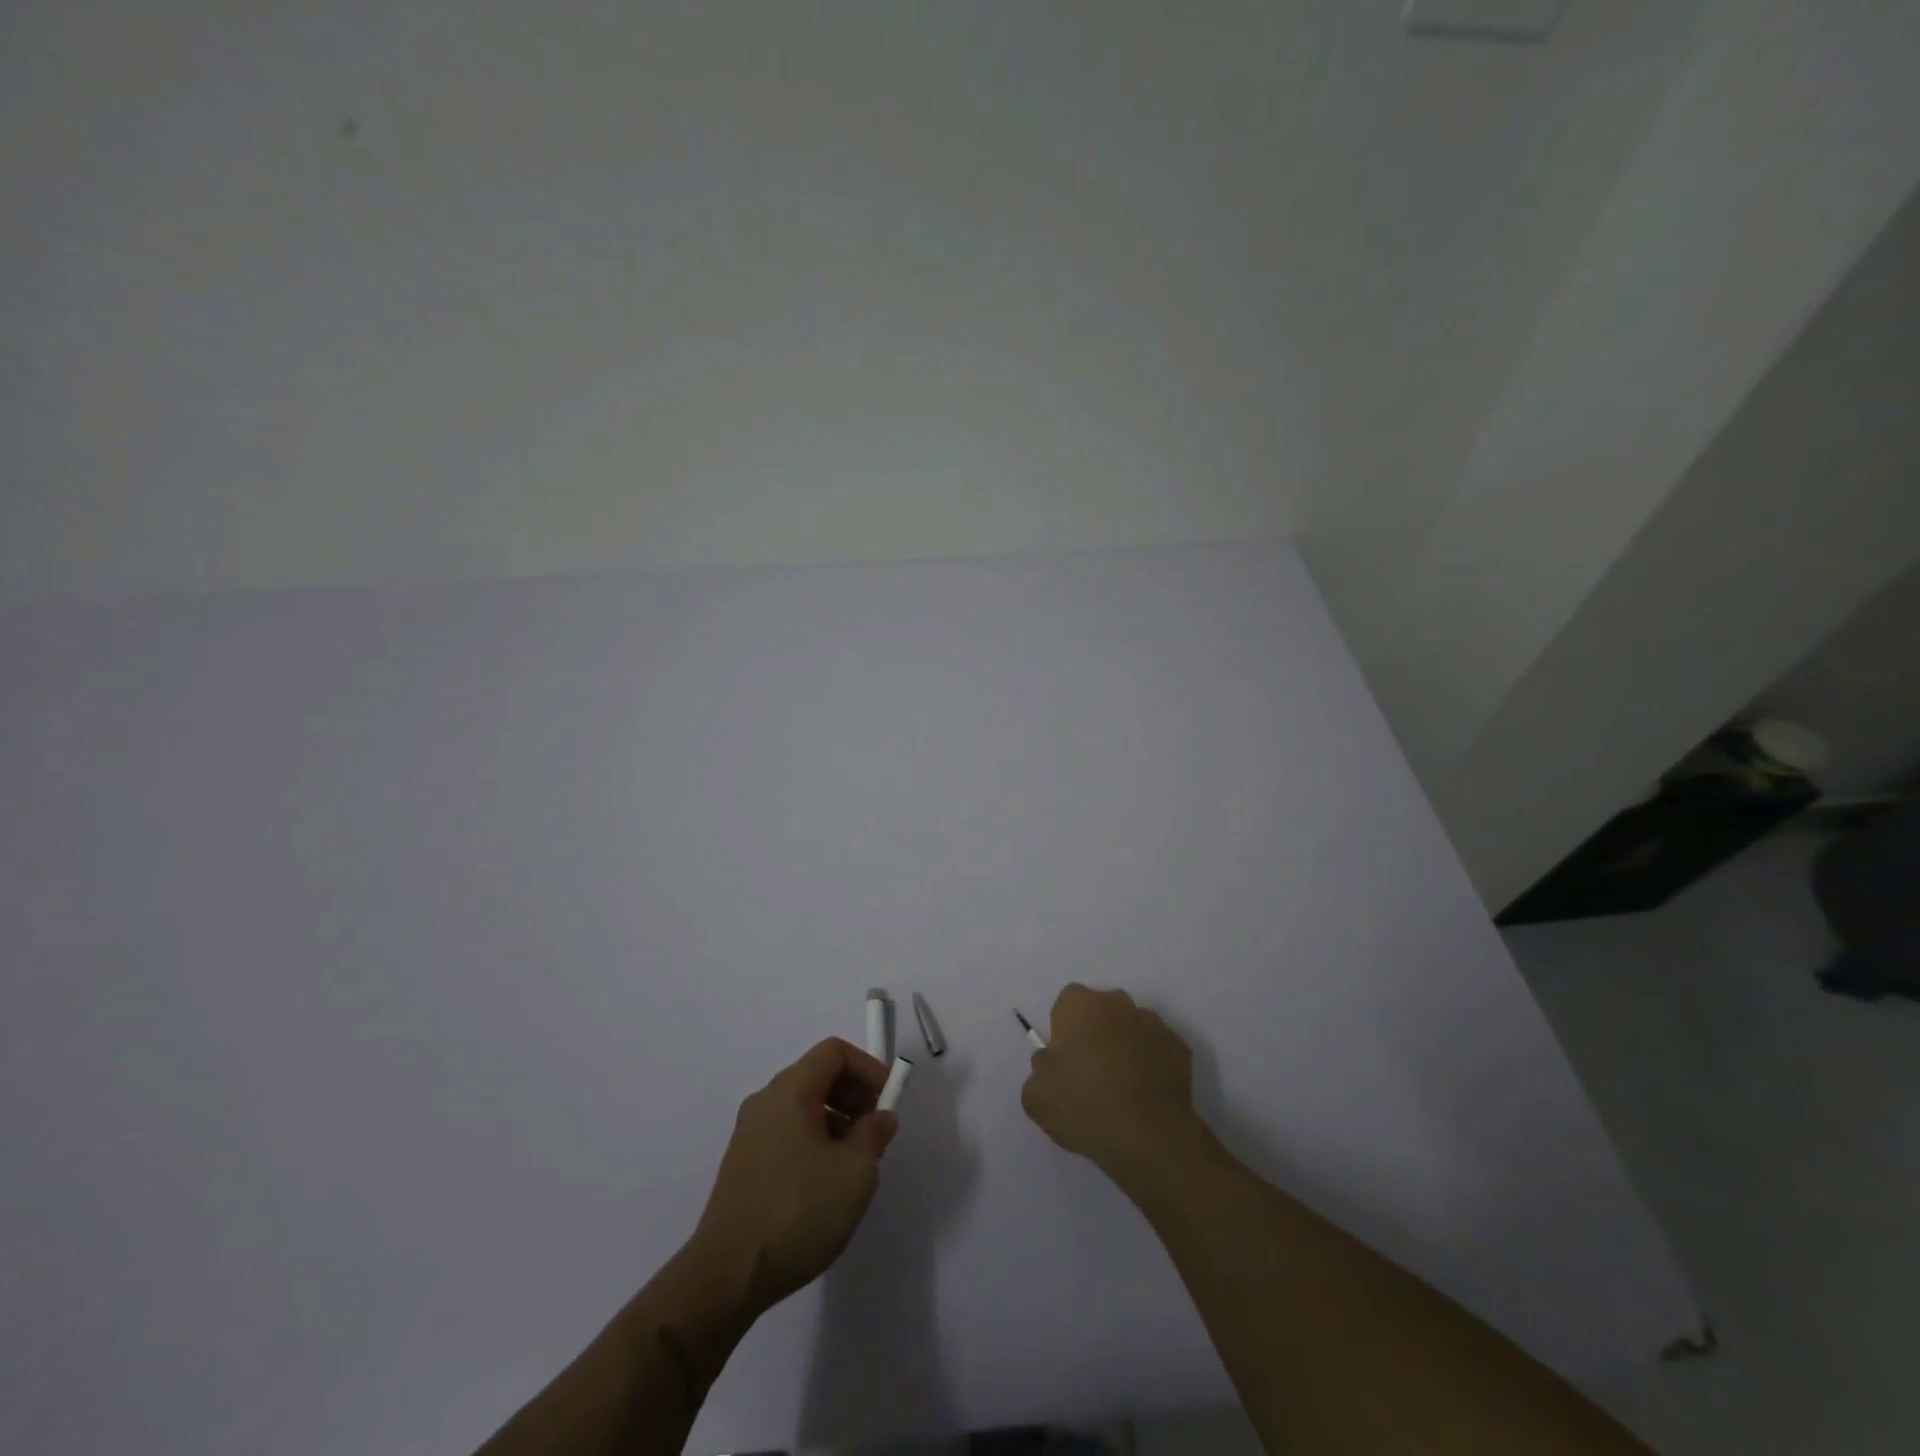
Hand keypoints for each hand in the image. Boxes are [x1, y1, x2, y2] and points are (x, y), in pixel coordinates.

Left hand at [690, 1038, 899, 1315]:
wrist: (727, 1277)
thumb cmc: (798, 1211)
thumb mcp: (855, 1172)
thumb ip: (874, 1134)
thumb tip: (881, 1118)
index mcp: (790, 1091)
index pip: (834, 1052)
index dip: (867, 1068)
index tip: (888, 1101)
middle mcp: (765, 1101)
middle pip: (817, 1075)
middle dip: (854, 1095)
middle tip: (876, 1131)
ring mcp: (749, 1134)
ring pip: (803, 1106)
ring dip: (837, 1121)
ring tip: (856, 1163)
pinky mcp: (743, 1165)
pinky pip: (787, 1133)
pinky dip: (814, 1140)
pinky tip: (826, 1184)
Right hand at [1021, 983, 1201, 1182]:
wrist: (1148, 1137)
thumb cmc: (1084, 1107)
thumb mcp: (1036, 1095)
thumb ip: (1040, 1068)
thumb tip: (1052, 1062)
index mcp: (1081, 1005)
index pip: (1067, 1002)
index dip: (1064, 1028)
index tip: (1065, 1058)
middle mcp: (1118, 1004)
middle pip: (1102, 1010)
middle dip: (1096, 1031)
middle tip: (1091, 1071)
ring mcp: (1153, 1024)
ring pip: (1131, 1028)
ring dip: (1125, 1046)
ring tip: (1122, 1087)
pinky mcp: (1179, 1048)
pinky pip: (1157, 1049)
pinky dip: (1151, 1064)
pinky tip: (1145, 1095)